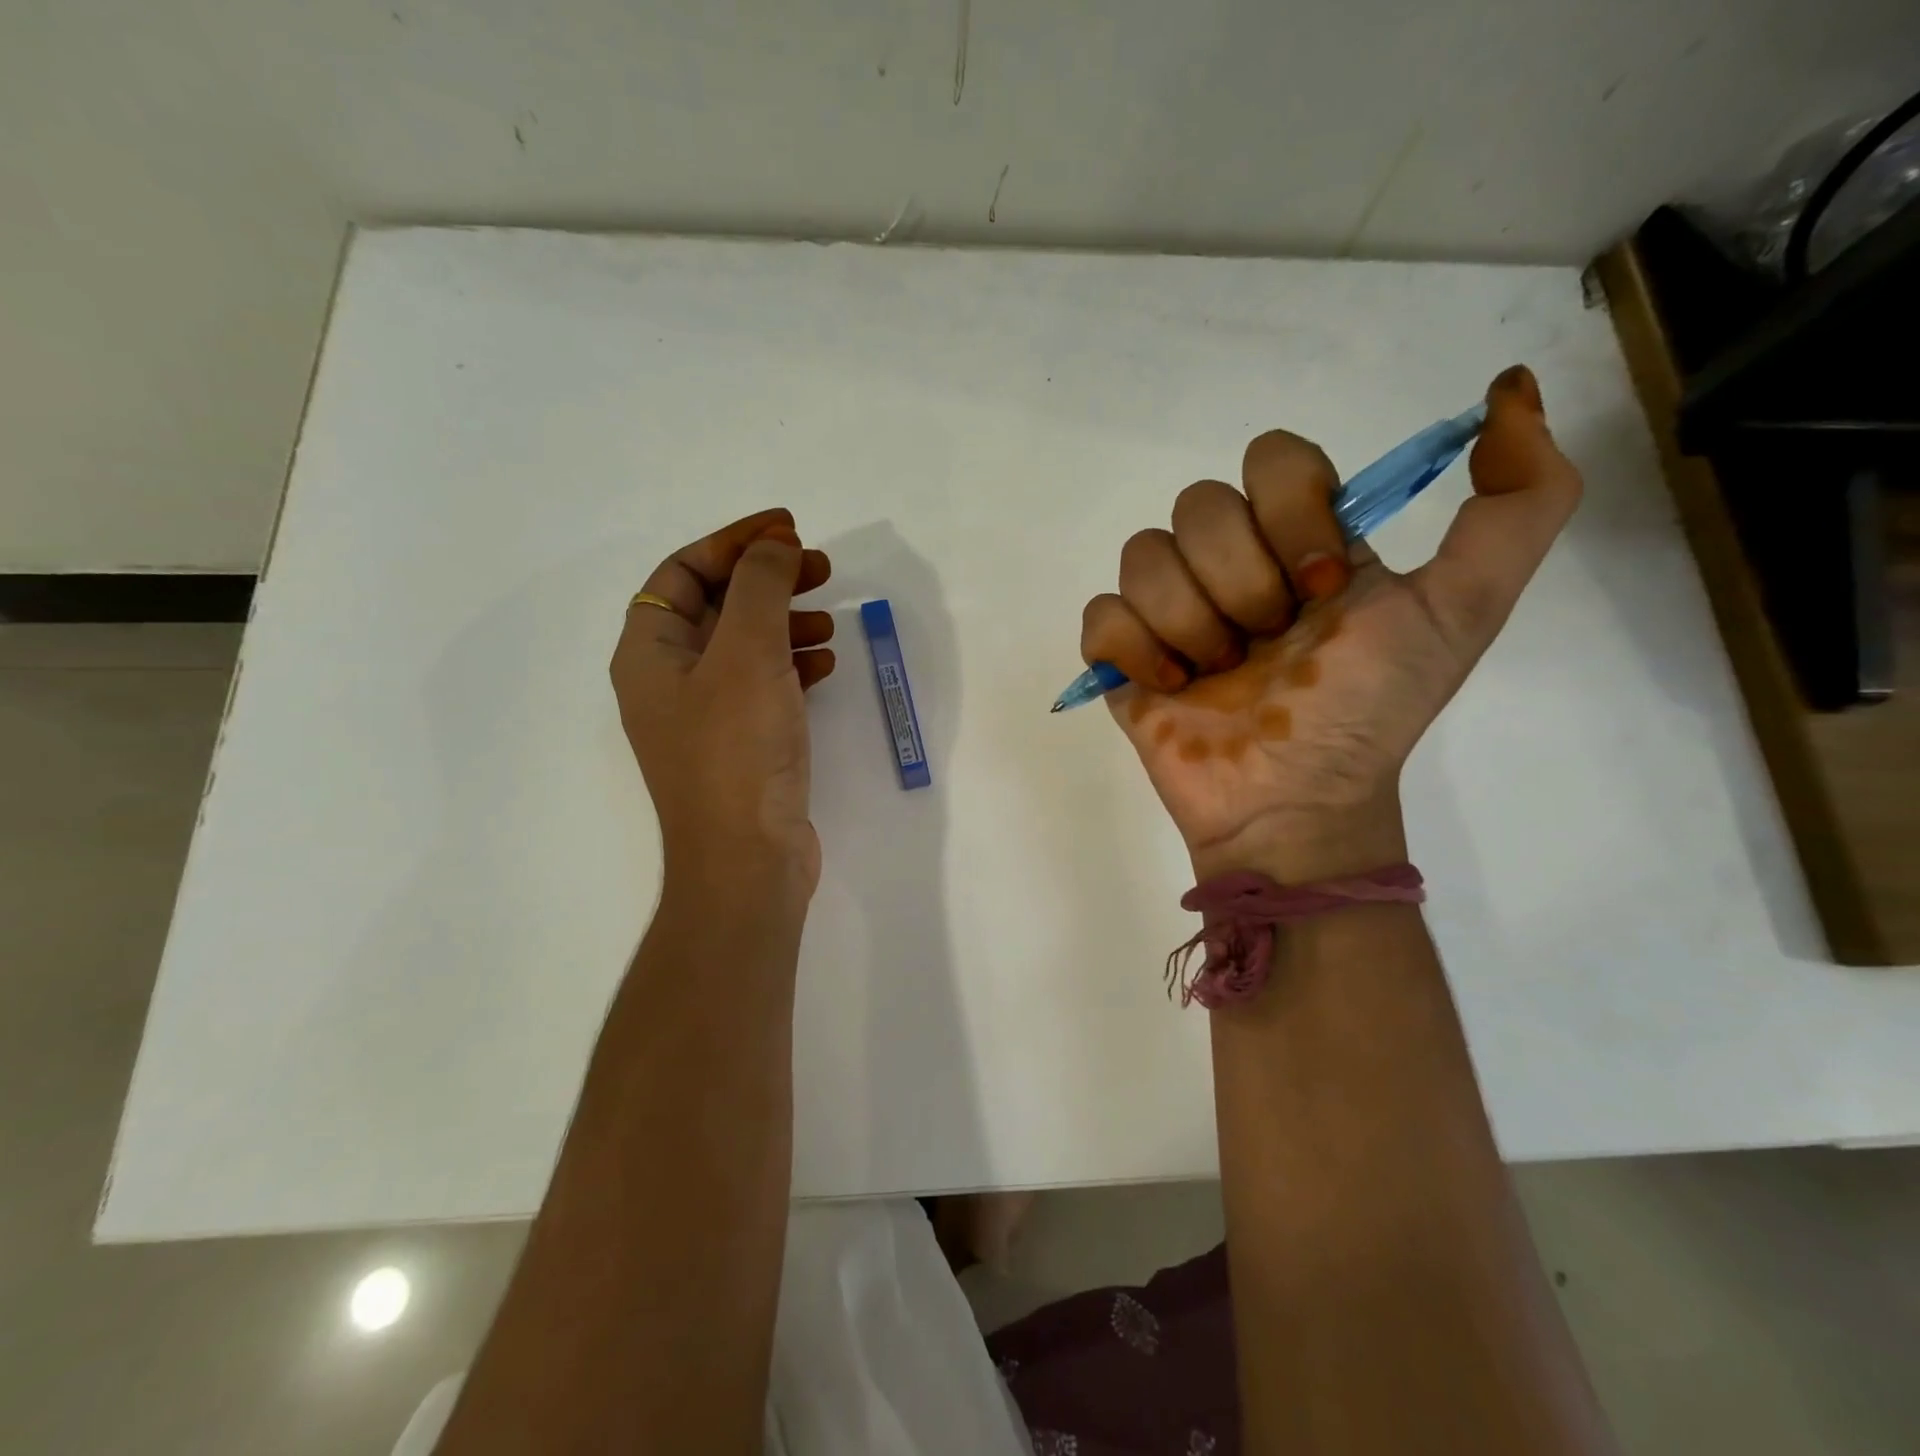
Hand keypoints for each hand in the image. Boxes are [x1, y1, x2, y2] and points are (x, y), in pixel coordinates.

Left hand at [610, 509, 835, 902]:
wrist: (747, 860)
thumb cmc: (737, 751)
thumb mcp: (747, 654)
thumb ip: (760, 587)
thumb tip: (775, 545)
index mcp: (649, 653)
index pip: (683, 572)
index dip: (734, 542)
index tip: (787, 530)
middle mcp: (669, 680)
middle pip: (716, 606)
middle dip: (767, 579)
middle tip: (821, 568)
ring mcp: (706, 715)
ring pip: (745, 646)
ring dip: (786, 622)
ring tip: (831, 618)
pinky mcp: (740, 744)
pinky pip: (764, 685)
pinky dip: (794, 665)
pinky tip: (827, 664)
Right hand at [1080, 366, 1581, 881]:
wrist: (1295, 803)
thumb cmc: (1370, 710)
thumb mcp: (1464, 608)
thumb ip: (1520, 501)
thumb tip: (1510, 387)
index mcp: (1300, 538)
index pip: (1273, 458)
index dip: (1290, 514)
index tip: (1319, 590)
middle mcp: (1231, 561)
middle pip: (1200, 506)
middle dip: (1241, 583)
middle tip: (1268, 645)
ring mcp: (1170, 608)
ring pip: (1143, 555)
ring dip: (1190, 623)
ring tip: (1218, 675)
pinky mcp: (1122, 655)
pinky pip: (1100, 614)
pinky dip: (1135, 650)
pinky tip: (1170, 687)